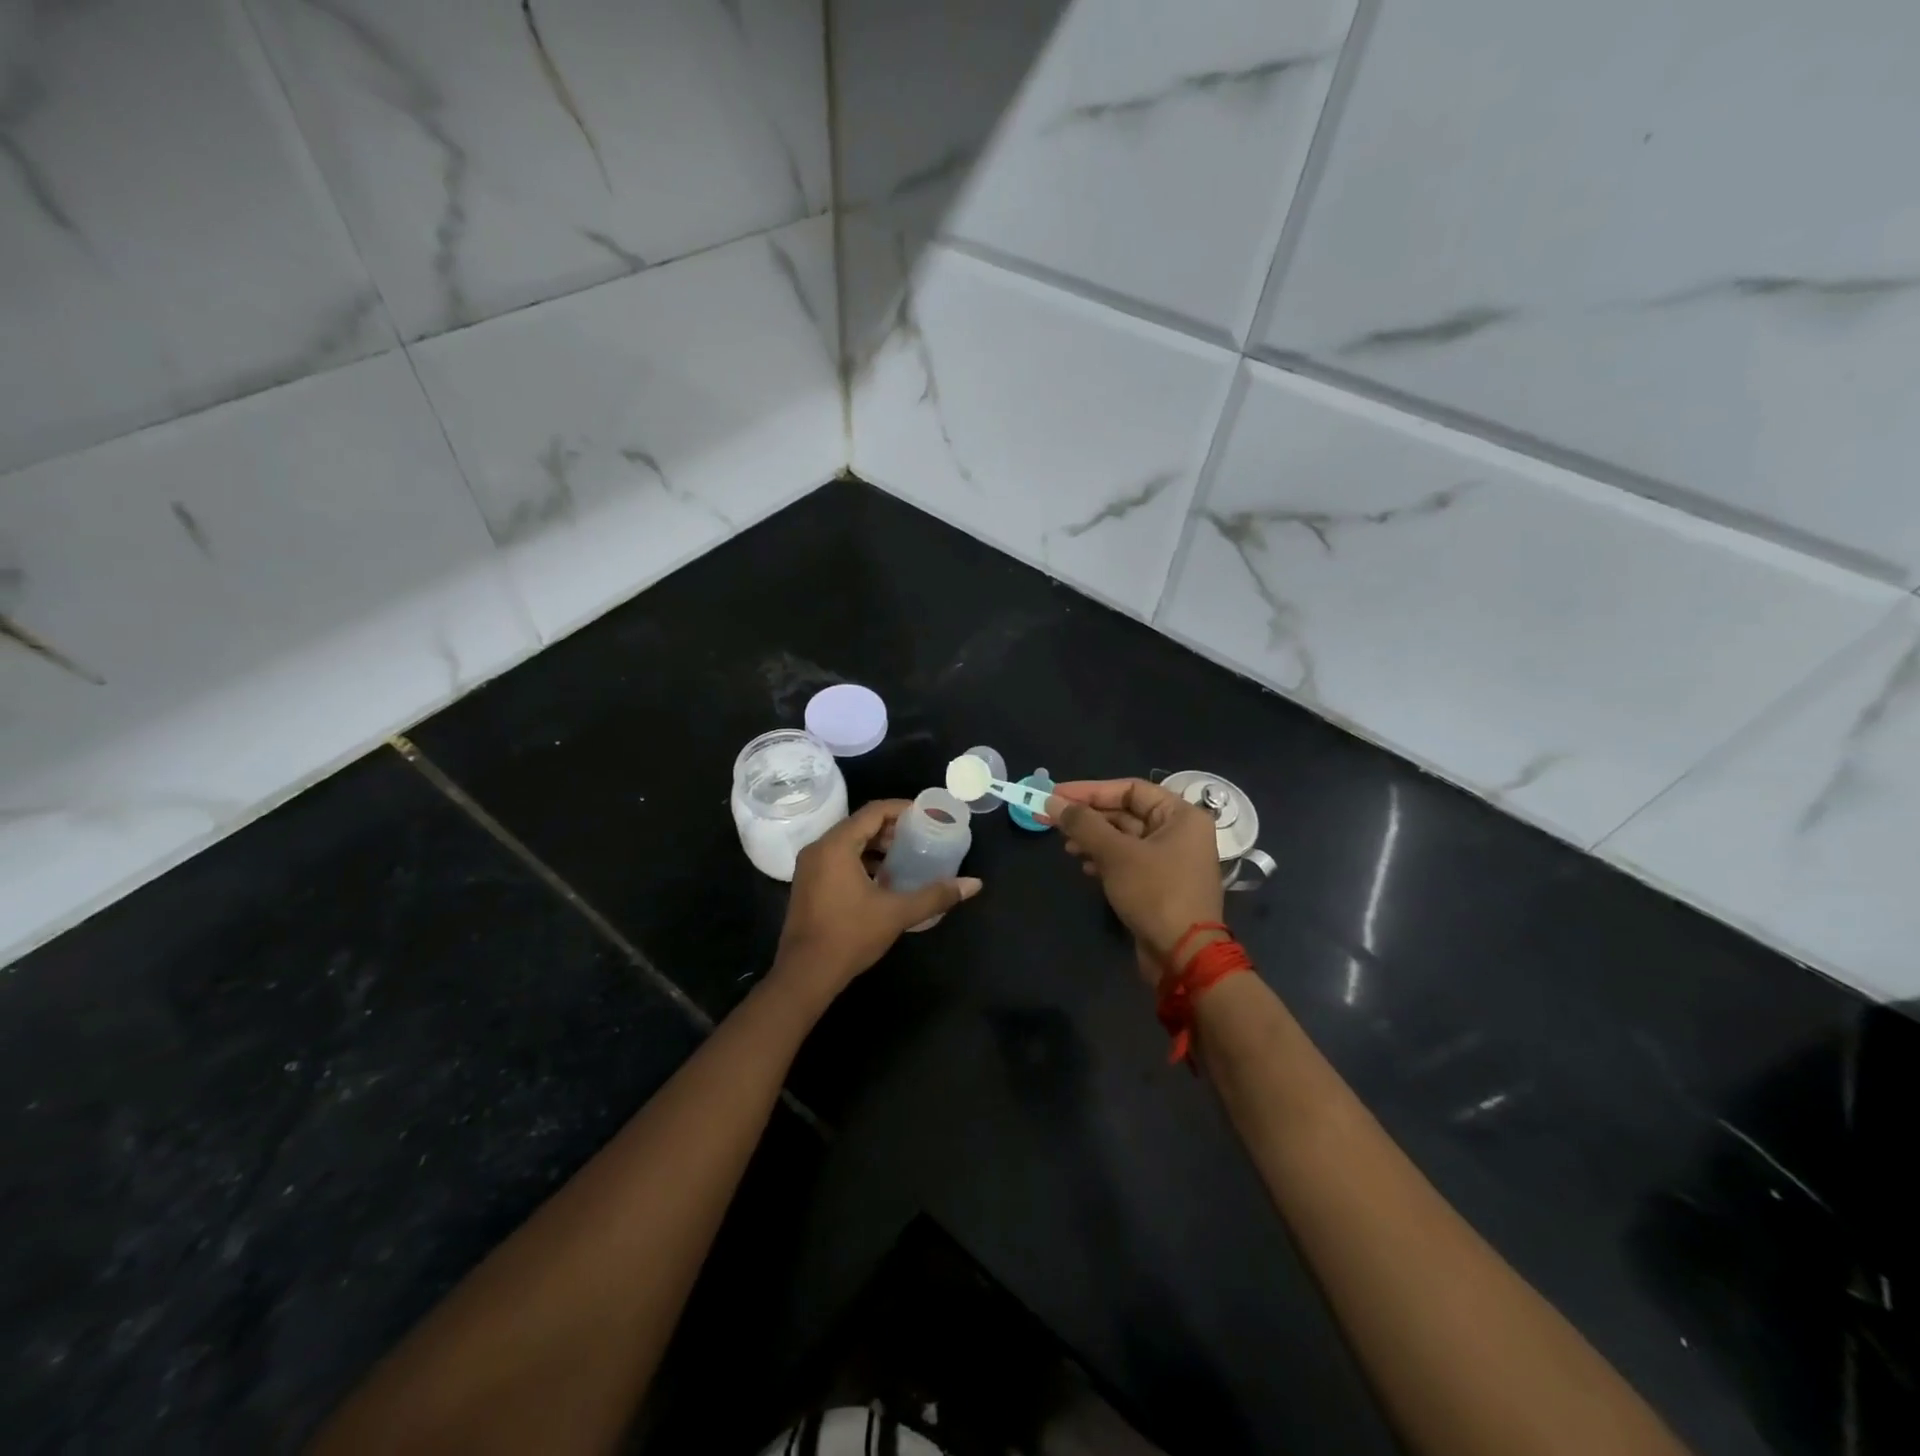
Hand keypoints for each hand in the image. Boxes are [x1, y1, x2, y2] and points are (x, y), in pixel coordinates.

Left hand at [771, 799, 982, 1005]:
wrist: (805, 974)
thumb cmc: (850, 935)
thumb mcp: (897, 913)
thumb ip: (935, 895)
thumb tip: (974, 884)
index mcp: (837, 845)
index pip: (873, 811)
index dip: (902, 809)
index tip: (927, 816)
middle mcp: (819, 848)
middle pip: (860, 824)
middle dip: (891, 828)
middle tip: (921, 836)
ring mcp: (810, 867)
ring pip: (848, 842)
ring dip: (876, 845)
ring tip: (906, 857)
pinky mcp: (808, 884)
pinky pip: (838, 858)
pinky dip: (861, 860)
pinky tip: (883, 879)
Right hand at [1049, 779, 1224, 971]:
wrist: (1183, 956)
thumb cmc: (1155, 893)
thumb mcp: (1116, 854)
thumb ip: (1083, 824)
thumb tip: (1052, 801)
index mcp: (1180, 815)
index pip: (1130, 789)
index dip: (1090, 790)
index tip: (1057, 795)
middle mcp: (1179, 832)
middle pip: (1126, 812)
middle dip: (1089, 817)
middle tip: (1053, 819)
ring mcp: (1171, 859)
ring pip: (1124, 838)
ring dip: (1093, 839)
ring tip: (1066, 846)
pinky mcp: (1160, 883)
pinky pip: (1128, 860)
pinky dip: (1105, 859)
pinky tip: (1084, 866)